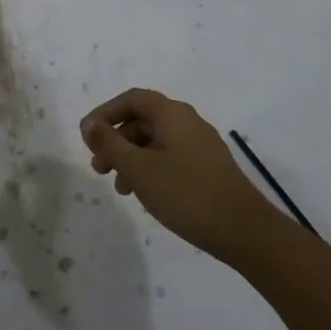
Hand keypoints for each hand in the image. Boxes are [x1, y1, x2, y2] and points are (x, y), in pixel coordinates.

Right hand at [80, 88, 277, 260]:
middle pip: (142, 119)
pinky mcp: (208, 167)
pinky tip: (145, 194)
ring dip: (131, 158)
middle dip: (115, 140)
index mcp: (172, 114)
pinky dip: (150, 168)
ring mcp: (201, 145)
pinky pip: (170, 156)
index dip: (105, 113)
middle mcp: (188, 122)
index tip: (86, 136)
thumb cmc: (186, 193)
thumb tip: (89, 124)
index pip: (132, 99)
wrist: (244, 231)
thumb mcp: (138, 169)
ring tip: (120, 188)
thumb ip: (109, 144)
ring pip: (155, 141)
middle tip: (98, 167)